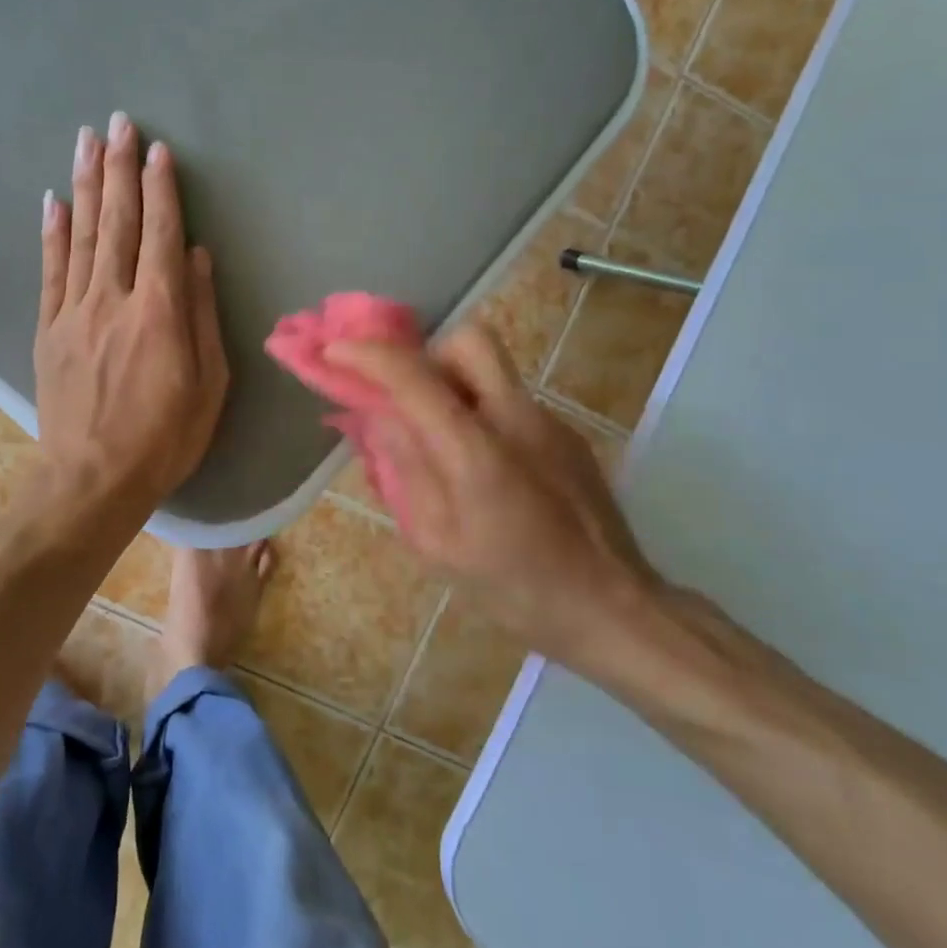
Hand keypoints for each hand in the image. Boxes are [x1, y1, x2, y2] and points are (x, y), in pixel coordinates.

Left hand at [35, 112, 228, 510]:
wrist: (92, 480)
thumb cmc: (165, 438)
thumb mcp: (210, 384)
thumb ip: (203, 315)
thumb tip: (198, 257)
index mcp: (160, 312)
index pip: (161, 234)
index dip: (161, 188)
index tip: (158, 150)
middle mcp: (114, 299)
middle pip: (118, 221)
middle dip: (120, 168)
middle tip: (119, 122)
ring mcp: (75, 311)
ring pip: (82, 235)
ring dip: (85, 184)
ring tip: (86, 140)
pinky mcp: (50, 328)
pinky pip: (51, 270)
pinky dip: (53, 232)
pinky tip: (54, 200)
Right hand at [330, 325, 673, 691]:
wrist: (612, 608)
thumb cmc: (514, 588)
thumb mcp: (437, 543)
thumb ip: (404, 471)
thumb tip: (379, 419)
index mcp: (475, 450)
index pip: (414, 377)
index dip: (367, 355)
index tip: (334, 349)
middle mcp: (515, 418)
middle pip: (467, 340)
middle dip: (426, 353)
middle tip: (408, 394)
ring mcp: (548, 421)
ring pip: (492, 368)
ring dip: (454, 383)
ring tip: (440, 434)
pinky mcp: (567, 434)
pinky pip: (511, 400)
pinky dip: (482, 411)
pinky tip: (484, 466)